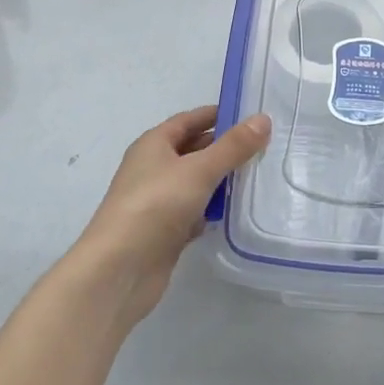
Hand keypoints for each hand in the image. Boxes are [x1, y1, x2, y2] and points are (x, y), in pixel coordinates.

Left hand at [69, 106, 269, 326]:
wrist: (119, 270)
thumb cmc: (156, 205)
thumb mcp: (199, 169)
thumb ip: (233, 146)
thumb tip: (263, 119)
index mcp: (154, 144)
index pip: (189, 120)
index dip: (217, 115)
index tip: (251, 115)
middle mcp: (153, 168)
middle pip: (193, 150)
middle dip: (224, 148)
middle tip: (264, 146)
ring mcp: (158, 201)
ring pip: (196, 182)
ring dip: (221, 180)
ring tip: (259, 176)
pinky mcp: (165, 232)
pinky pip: (195, 212)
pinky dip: (213, 210)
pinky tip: (237, 212)